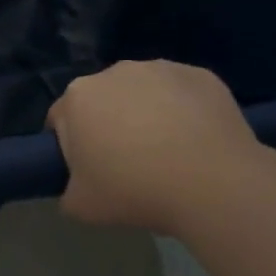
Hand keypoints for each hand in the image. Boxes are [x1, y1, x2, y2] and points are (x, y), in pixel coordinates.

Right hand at [46, 60, 275, 236]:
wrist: (214, 185)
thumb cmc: (136, 191)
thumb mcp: (81, 207)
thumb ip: (68, 191)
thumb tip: (78, 186)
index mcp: (78, 97)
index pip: (61, 120)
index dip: (72, 147)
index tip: (91, 172)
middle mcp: (114, 72)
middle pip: (104, 100)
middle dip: (111, 125)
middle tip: (130, 166)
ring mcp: (160, 69)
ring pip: (145, 92)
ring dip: (149, 114)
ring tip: (170, 156)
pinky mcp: (200, 75)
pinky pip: (183, 94)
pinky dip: (185, 112)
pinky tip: (198, 144)